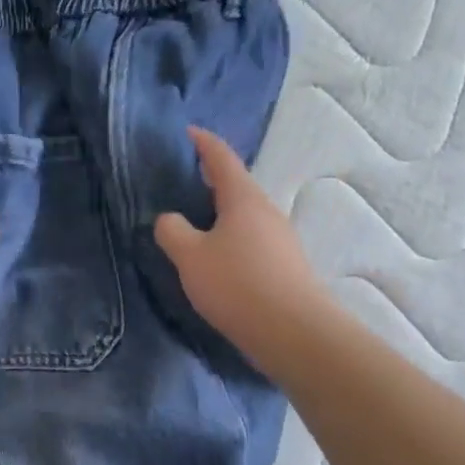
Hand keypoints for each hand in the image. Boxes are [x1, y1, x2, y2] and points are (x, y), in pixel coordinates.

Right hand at [154, 128, 325, 368]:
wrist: (294, 332)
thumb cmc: (237, 284)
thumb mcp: (190, 256)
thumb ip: (172, 231)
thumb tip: (170, 219)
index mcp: (243, 199)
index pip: (222, 158)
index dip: (204, 143)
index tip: (189, 132)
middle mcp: (266, 212)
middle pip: (237, 186)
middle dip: (212, 180)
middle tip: (185, 179)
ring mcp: (281, 240)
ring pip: (245, 215)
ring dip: (222, 213)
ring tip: (196, 222)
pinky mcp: (285, 266)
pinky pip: (252, 240)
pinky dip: (231, 237)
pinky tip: (218, 257)